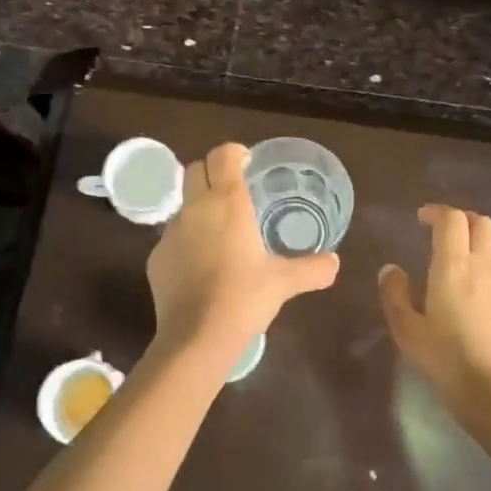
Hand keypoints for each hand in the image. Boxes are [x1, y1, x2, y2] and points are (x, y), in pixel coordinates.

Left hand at [147, 143, 338, 354]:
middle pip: (195, 169)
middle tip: (234, 192)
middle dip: (212, 172)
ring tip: (220, 233)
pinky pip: (173, 238)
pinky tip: (202, 267)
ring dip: (199, 208)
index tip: (247, 164)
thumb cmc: (244, 298)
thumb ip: (312, 269)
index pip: (222, 155)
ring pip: (183, 204)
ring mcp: (171, 232)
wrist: (196, 337)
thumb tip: (335, 262)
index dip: (234, 153)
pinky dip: (187, 241)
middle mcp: (195, 208)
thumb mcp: (284, 282)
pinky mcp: (155, 257)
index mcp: (227, 202)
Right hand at [379, 205, 490, 427]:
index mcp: (453, 266)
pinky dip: (485, 257)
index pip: (452, 220)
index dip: (436, 212)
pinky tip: (470, 280)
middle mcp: (481, 266)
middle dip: (461, 218)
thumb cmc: (447, 360)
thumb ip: (395, 295)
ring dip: (476, 236)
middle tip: (439, 228)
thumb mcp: (407, 330)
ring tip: (455, 251)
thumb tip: (391, 269)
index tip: (420, 218)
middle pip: (481, 222)